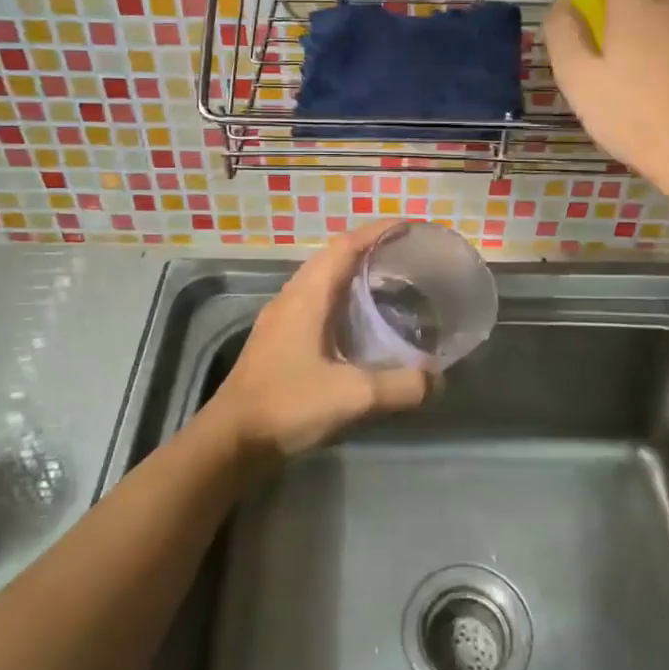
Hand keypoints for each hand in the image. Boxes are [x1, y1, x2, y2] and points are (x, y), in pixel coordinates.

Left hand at [201, 222, 432, 459]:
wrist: (231, 441)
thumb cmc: (287, 406)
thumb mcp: (352, 396)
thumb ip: (400, 385)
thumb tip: (437, 379)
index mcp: (307, 295)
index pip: (346, 246)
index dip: (378, 232)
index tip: (410, 227)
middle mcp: (292, 297)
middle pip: (333, 258)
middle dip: (370, 250)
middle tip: (408, 258)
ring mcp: (281, 319)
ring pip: (322, 282)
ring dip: (354, 276)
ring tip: (390, 286)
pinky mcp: (278, 340)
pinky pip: (316, 304)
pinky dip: (342, 302)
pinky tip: (360, 326)